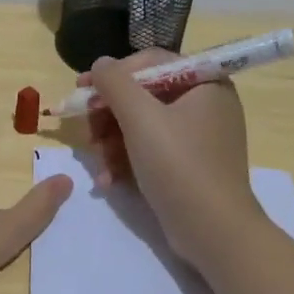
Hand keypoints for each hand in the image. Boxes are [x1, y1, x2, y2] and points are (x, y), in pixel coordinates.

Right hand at [86, 50, 266, 269]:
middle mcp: (205, 103)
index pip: (150, 63)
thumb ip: (114, 83)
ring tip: (100, 167)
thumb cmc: (179, 165)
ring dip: (112, 144)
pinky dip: (127, 161)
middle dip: (109, 117)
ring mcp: (198, 136)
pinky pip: (150, 149)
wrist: (213, 231)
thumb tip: (100, 64)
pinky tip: (110, 180)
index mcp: (204, 82)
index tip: (81, 89)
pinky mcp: (188, 164)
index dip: (112, 74)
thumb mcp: (140, 118)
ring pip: (141, 125)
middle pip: (142, 96)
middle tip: (89, 136)